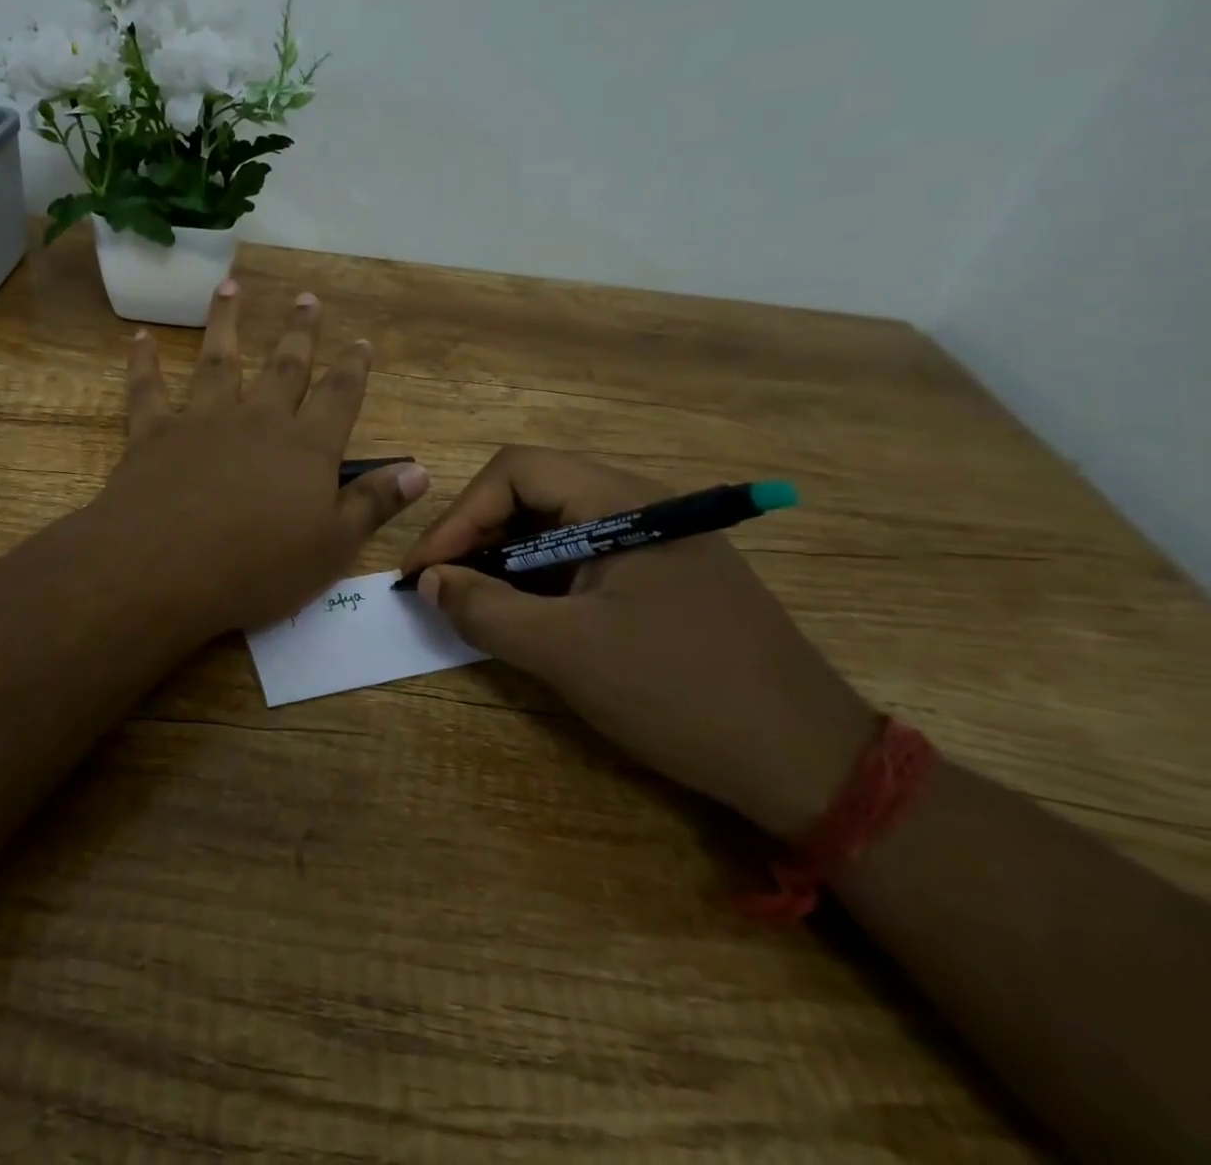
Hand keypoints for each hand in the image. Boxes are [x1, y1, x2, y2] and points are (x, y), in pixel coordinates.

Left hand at [94, 280, 429, 639]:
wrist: (163, 570)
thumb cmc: (257, 569)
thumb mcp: (332, 548)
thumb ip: (374, 504)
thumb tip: (420, 470)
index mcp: (305, 447)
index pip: (339, 397)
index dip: (353, 368)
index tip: (361, 341)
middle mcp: (257, 420)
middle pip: (284, 367)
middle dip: (300, 332)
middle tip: (307, 298)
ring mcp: (203, 421)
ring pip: (218, 361)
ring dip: (226, 323)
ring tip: (230, 288)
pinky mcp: (153, 433)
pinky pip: (148, 389)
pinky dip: (144, 362)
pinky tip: (140, 339)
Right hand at [397, 447, 877, 838]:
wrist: (809, 761)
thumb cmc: (680, 692)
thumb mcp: (566, 653)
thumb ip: (485, 610)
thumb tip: (429, 582)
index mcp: (621, 501)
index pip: (515, 472)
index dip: (459, 516)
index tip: (425, 570)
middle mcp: (639, 504)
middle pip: (533, 493)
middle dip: (477, 536)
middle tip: (440, 586)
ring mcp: (655, 539)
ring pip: (556, 527)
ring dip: (505, 560)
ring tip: (472, 603)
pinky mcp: (663, 576)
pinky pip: (584, 558)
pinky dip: (540, 580)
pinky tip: (524, 615)